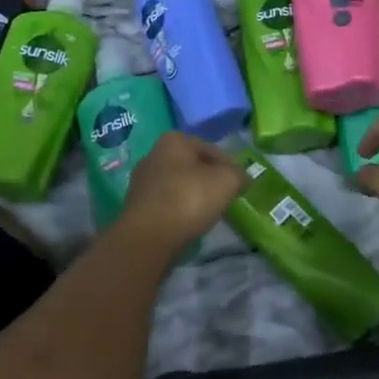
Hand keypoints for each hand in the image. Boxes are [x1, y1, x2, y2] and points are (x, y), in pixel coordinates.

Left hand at [116, 132, 247, 248]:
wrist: (148, 237)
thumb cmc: (189, 199)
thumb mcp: (227, 181)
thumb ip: (239, 174)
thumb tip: (242, 178)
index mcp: (174, 140)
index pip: (211, 149)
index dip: (228, 166)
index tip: (238, 184)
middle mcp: (153, 154)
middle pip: (192, 165)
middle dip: (208, 179)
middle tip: (224, 197)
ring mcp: (141, 181)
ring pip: (178, 184)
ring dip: (192, 195)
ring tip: (207, 212)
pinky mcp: (135, 205)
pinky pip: (165, 202)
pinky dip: (178, 209)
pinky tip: (188, 222)